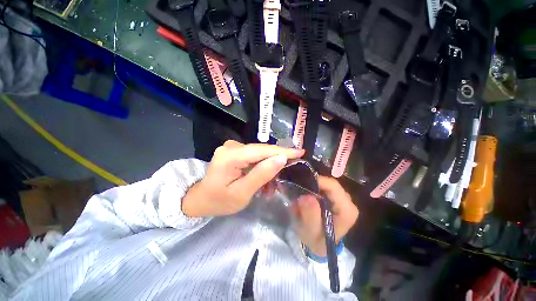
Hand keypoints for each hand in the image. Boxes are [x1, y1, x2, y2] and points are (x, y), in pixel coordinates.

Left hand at [183, 140, 304, 216]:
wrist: (201, 199)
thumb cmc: (220, 201)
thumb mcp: (242, 193)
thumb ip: (262, 174)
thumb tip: (281, 159)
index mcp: (231, 156)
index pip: (262, 150)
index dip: (283, 151)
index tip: (300, 152)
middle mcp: (231, 146)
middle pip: (261, 150)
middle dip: (277, 161)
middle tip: (290, 171)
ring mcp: (232, 147)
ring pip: (259, 153)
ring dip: (269, 166)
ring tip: (273, 184)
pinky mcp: (234, 150)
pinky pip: (253, 156)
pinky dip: (261, 166)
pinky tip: (264, 178)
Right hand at [293, 176, 358, 256]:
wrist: (319, 245)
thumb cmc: (316, 240)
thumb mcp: (310, 231)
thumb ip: (311, 215)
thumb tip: (306, 196)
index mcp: (347, 211)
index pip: (333, 187)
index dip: (317, 182)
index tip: (302, 184)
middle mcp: (348, 203)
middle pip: (330, 184)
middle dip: (313, 184)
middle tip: (300, 190)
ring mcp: (343, 200)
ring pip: (327, 184)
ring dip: (313, 187)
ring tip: (302, 193)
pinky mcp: (337, 199)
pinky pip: (325, 187)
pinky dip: (314, 189)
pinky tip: (307, 195)